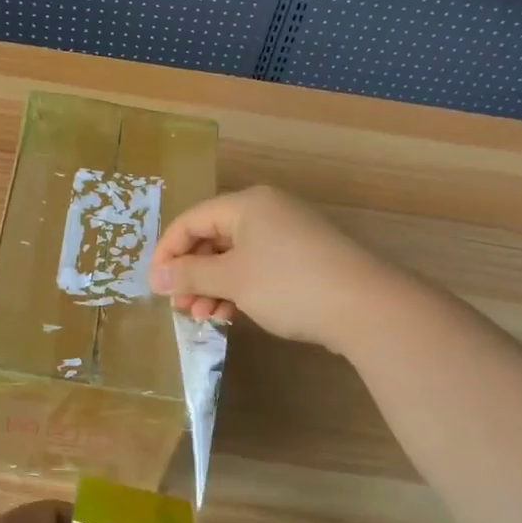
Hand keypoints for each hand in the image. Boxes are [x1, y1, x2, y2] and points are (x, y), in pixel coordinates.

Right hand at [149, 185, 397, 351]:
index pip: (191, 220)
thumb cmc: (289, 285)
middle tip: (179, 307)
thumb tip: (157, 278)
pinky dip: (238, 288)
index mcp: (247, 205)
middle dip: (192, 274)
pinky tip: (230, 314)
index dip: (167, 253)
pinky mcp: (303, 259)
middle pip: (212, 238)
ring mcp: (287, 235)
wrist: (365, 307)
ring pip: (234, 257)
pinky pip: (257, 267)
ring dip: (213, 286)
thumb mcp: (232, 280)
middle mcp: (266, 211)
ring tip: (204, 317)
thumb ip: (190, 275)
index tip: (156, 287)